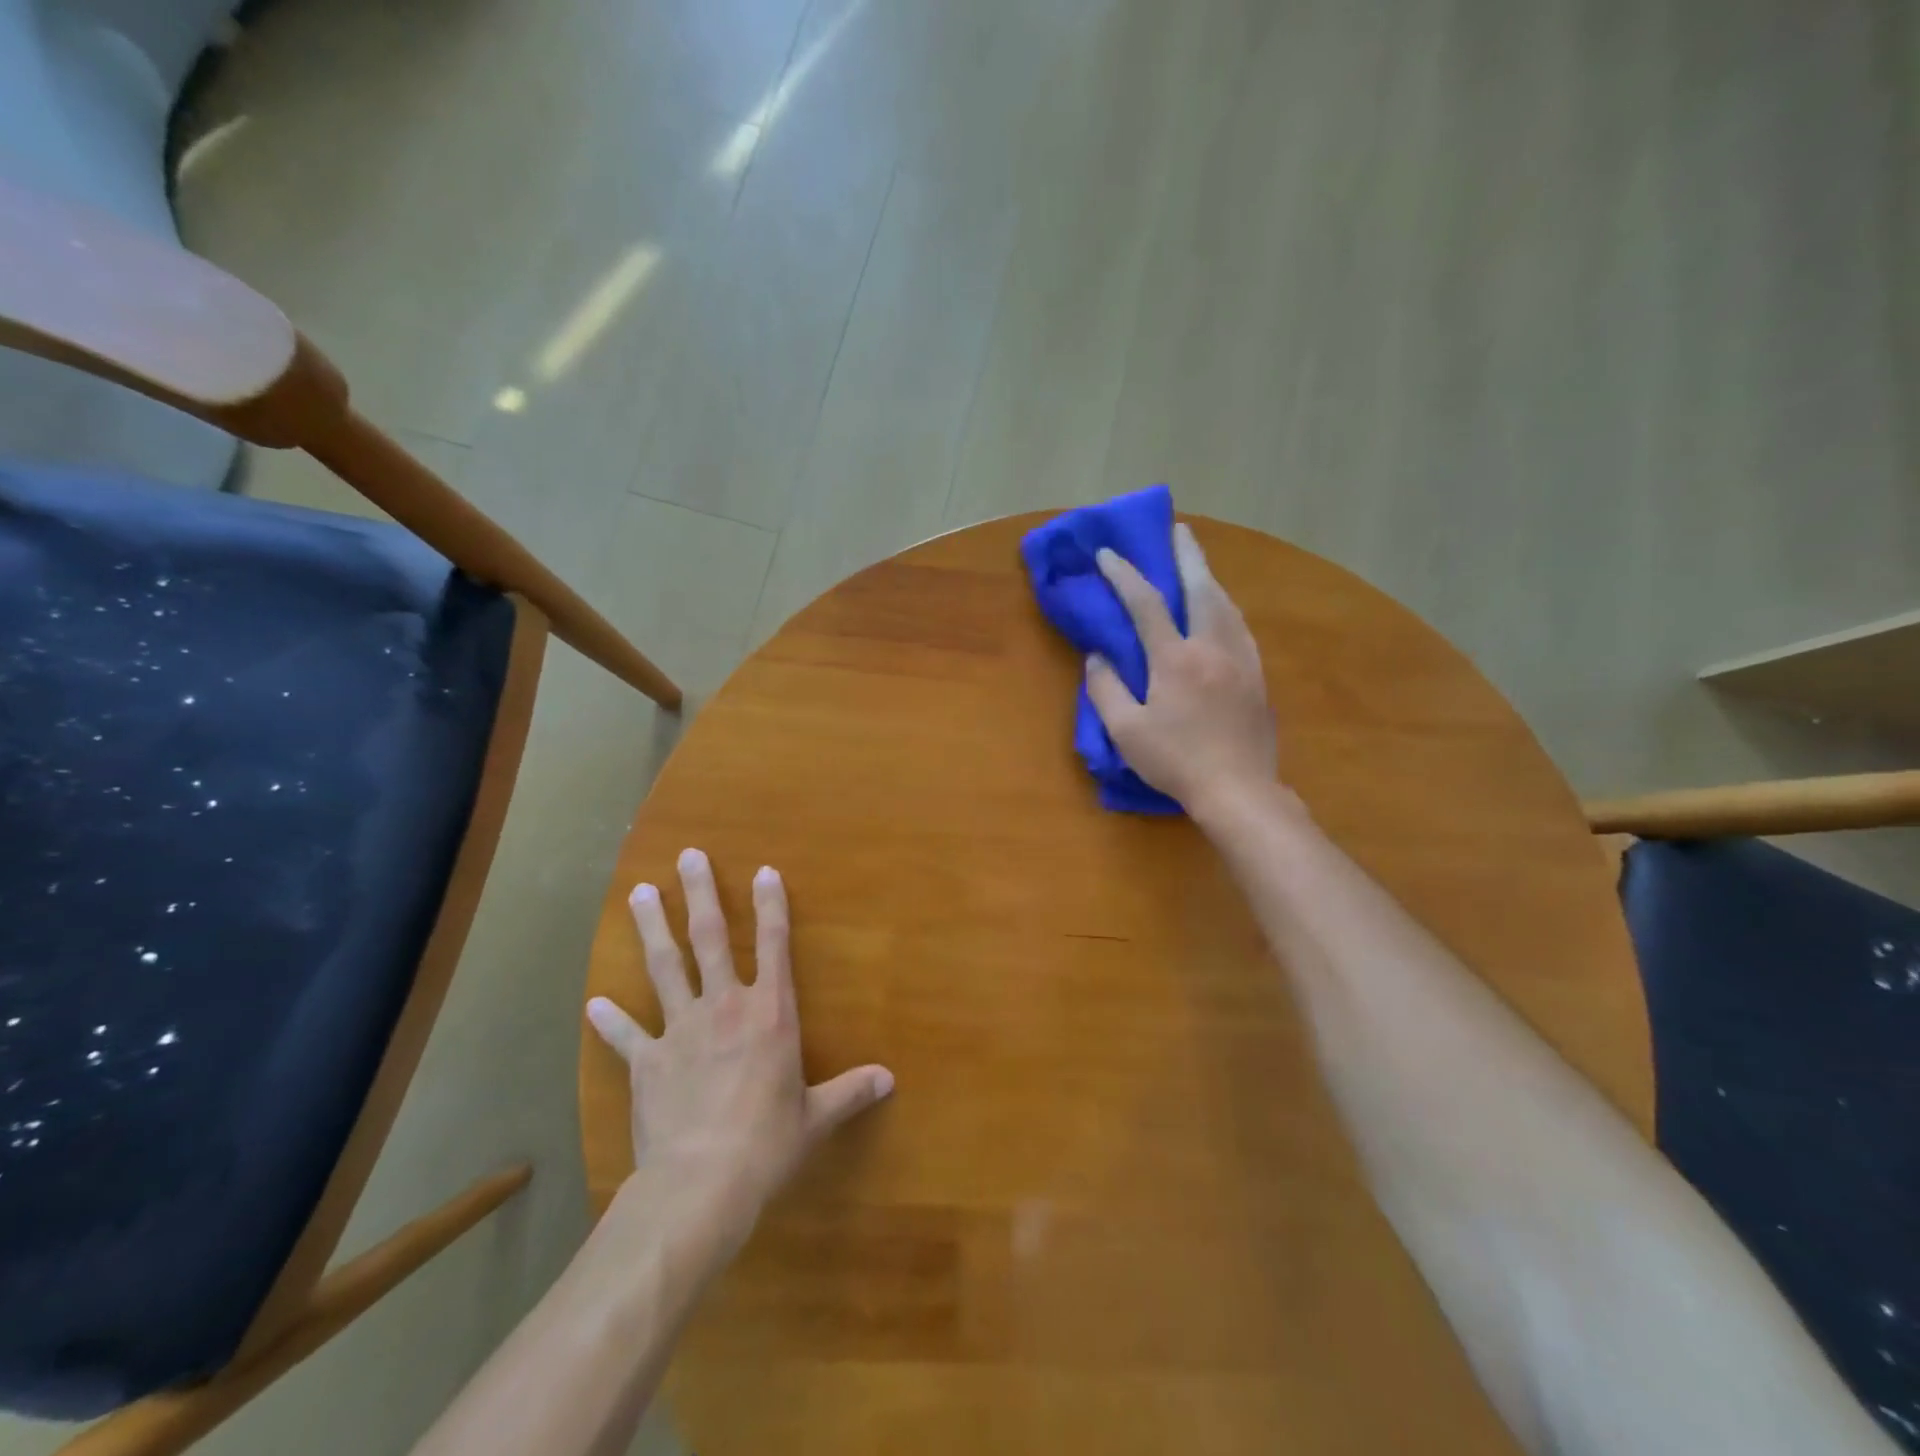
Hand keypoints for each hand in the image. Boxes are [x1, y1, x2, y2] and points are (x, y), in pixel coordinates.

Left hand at [586, 849, 892, 1248]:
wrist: (700, 1183)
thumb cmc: (768, 1144)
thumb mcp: (816, 1117)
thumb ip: (851, 1091)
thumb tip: (890, 1080)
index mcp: (770, 1012)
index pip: (774, 944)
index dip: (770, 905)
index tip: (763, 871)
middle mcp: (725, 1006)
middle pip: (709, 938)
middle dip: (699, 893)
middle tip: (688, 856)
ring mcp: (681, 1029)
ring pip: (664, 966)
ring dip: (652, 928)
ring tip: (640, 893)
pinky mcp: (648, 1061)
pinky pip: (627, 1035)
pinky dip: (611, 1020)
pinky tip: (594, 1003)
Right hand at [1086, 522, 1277, 816]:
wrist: (1239, 790)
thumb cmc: (1176, 762)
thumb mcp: (1126, 731)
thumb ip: (1106, 689)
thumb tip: (1097, 657)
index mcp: (1175, 659)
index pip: (1146, 604)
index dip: (1124, 575)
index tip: (1108, 553)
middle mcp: (1212, 647)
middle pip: (1201, 588)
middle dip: (1187, 555)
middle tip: (1179, 529)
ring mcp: (1241, 660)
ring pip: (1226, 605)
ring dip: (1209, 577)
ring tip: (1198, 564)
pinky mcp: (1257, 676)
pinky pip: (1241, 627)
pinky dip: (1226, 607)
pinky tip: (1223, 610)